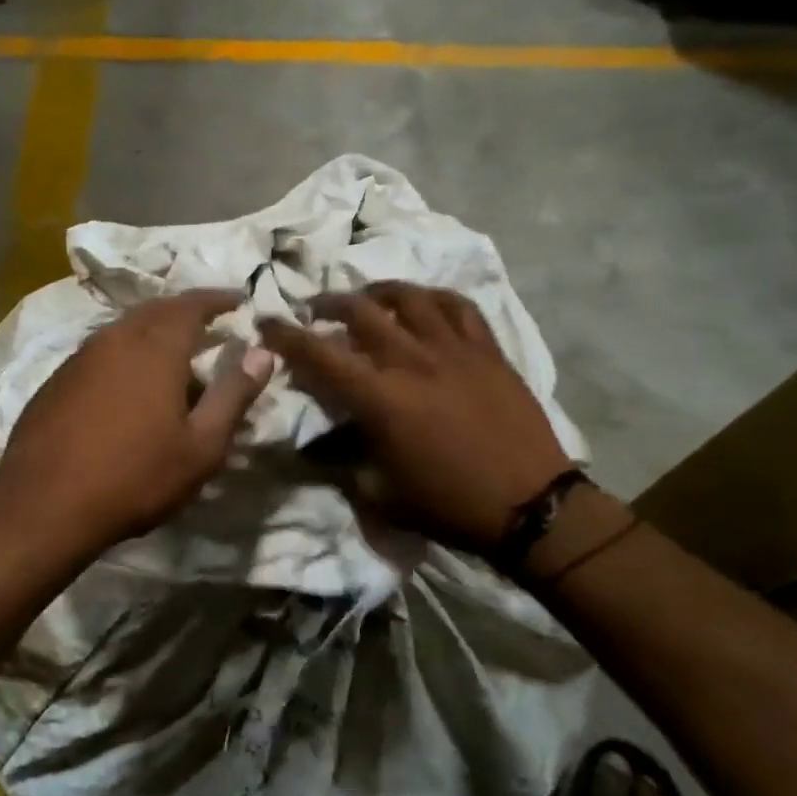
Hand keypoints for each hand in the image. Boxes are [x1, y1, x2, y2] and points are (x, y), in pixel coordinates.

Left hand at [0, 290, 274, 553]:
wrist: (45, 506)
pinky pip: (100, 351)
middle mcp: (115, 339)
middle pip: (156, 309)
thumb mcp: (201, 446)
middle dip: (186, 310)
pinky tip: (128, 380)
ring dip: (153, 330)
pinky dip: (125, 352)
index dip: (218, 299)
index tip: (239, 299)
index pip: (192, 305)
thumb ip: (233, 395)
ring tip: (174, 350)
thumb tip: (263, 353)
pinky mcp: (56, 380)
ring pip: (124, 328)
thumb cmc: (135, 477)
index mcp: (155, 347)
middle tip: (209, 322)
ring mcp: (80, 357)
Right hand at [258, 282, 571, 550]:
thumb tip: (320, 445)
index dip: (285, 335)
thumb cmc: (448, 504)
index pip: (319, 353)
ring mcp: (455, 350)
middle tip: (316, 309)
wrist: (530, 504)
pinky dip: (434, 298)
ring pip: (409, 297)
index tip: (267, 321)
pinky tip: (424, 303)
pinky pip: (459, 306)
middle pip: (360, 311)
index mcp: (380, 398)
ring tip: (367, 297)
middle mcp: (412, 360)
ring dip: (378, 291)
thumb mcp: (380, 494)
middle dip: (328, 303)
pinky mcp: (488, 350)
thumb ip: (344, 461)